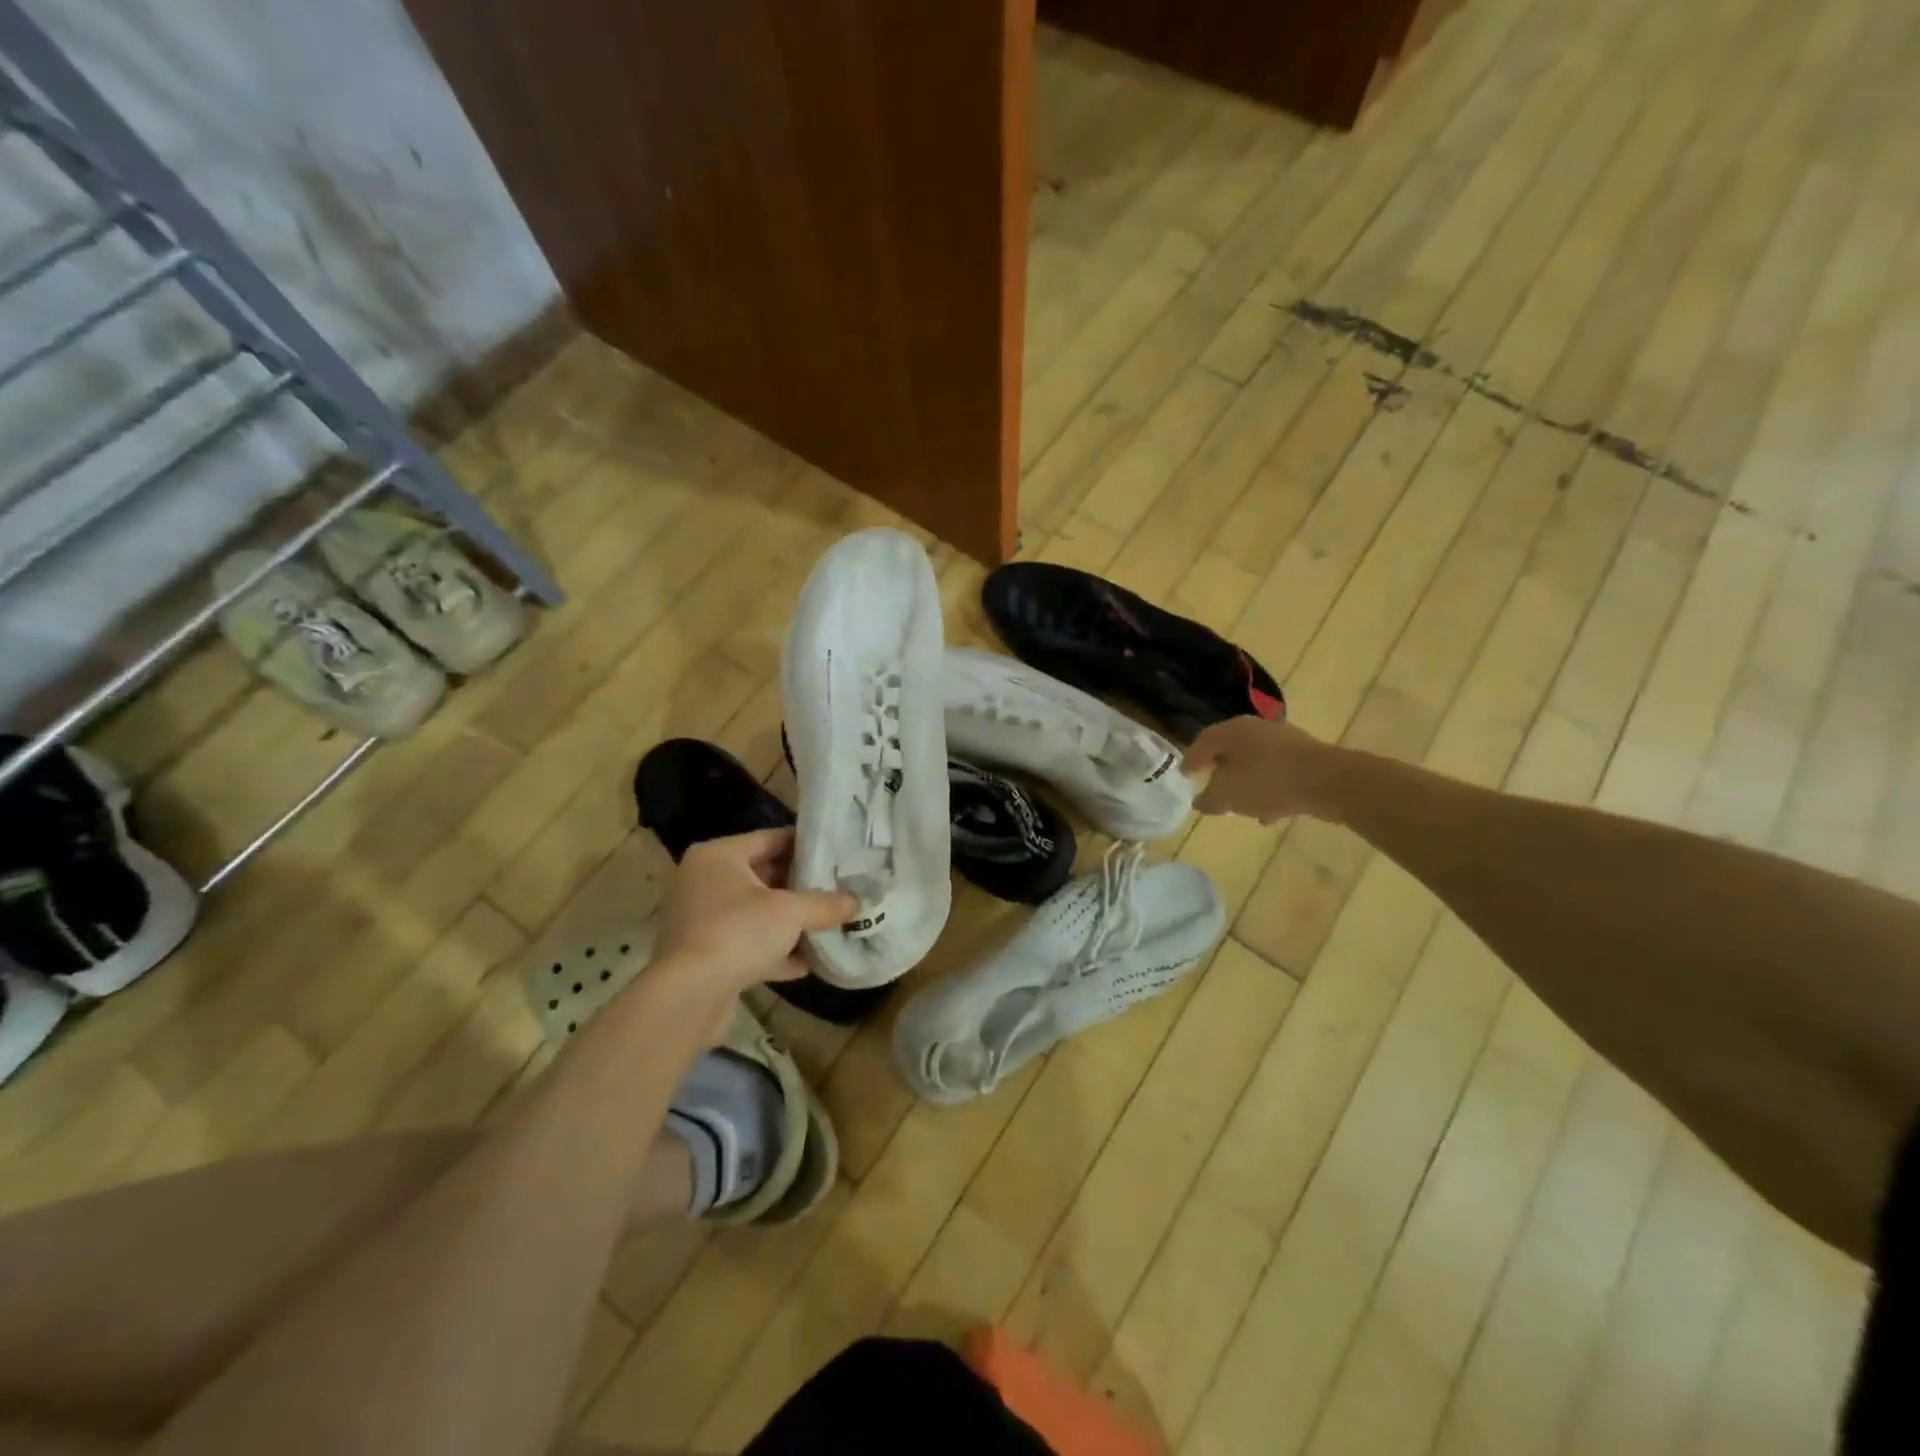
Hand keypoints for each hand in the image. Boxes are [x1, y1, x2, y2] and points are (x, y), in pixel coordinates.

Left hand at [654, 828, 854, 993]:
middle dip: (801, 886)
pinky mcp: (704, 954)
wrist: (687, 997)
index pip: (772, 838)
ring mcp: (701, 919)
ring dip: (790, 922)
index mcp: (719, 856)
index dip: (807, 846)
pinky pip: (747, 943)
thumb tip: (855, 901)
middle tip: (840, 888)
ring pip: (756, 912)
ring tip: (829, 924)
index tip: (839, 854)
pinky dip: (773, 951)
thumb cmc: (737, 933)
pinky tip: (806, 963)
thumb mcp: (790, 912)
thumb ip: (825, 904)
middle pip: (764, 875)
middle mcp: (704, 880)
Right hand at [1183, 717, 1337, 823]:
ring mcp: (1284, 742)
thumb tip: (1200, 802)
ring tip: (1238, 806)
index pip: (1203, 741)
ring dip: (1244, 783)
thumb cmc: (1267, 781)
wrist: (1328, 782)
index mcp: (1233, 730)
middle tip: (1210, 787)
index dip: (1191, 759)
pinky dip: (1268, 791)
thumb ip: (1209, 799)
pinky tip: (1267, 813)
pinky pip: (1277, 775)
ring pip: (1254, 763)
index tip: (1184, 776)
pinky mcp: (1305, 759)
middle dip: (1219, 771)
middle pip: (1230, 750)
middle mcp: (1257, 729)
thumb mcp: (1227, 795)